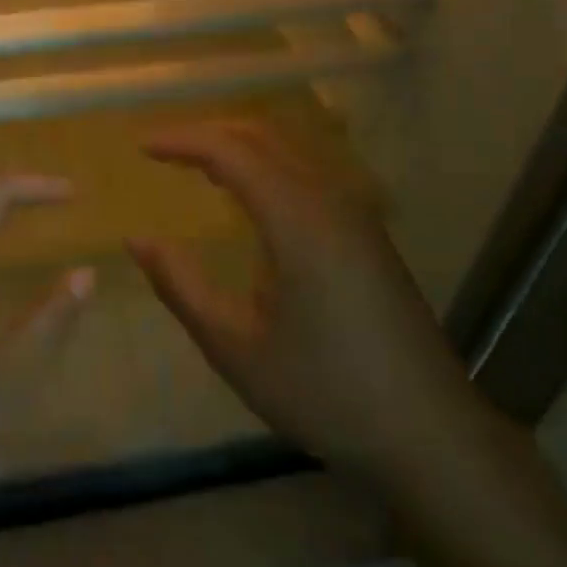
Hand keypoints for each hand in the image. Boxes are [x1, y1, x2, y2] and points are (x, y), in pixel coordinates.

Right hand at [127, 122, 484, 492]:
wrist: (429, 433)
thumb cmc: (325, 393)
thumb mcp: (236, 348)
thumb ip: (181, 286)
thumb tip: (137, 240)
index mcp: (298, 220)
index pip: (231, 151)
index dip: (183, 141)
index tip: (142, 146)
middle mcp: (330, 200)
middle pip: (263, 136)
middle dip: (209, 133)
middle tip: (164, 149)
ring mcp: (356, 215)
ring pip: (290, 151)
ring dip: (240, 147)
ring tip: (197, 166)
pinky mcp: (368, 234)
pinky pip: (308, 174)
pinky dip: (267, 167)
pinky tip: (251, 200)